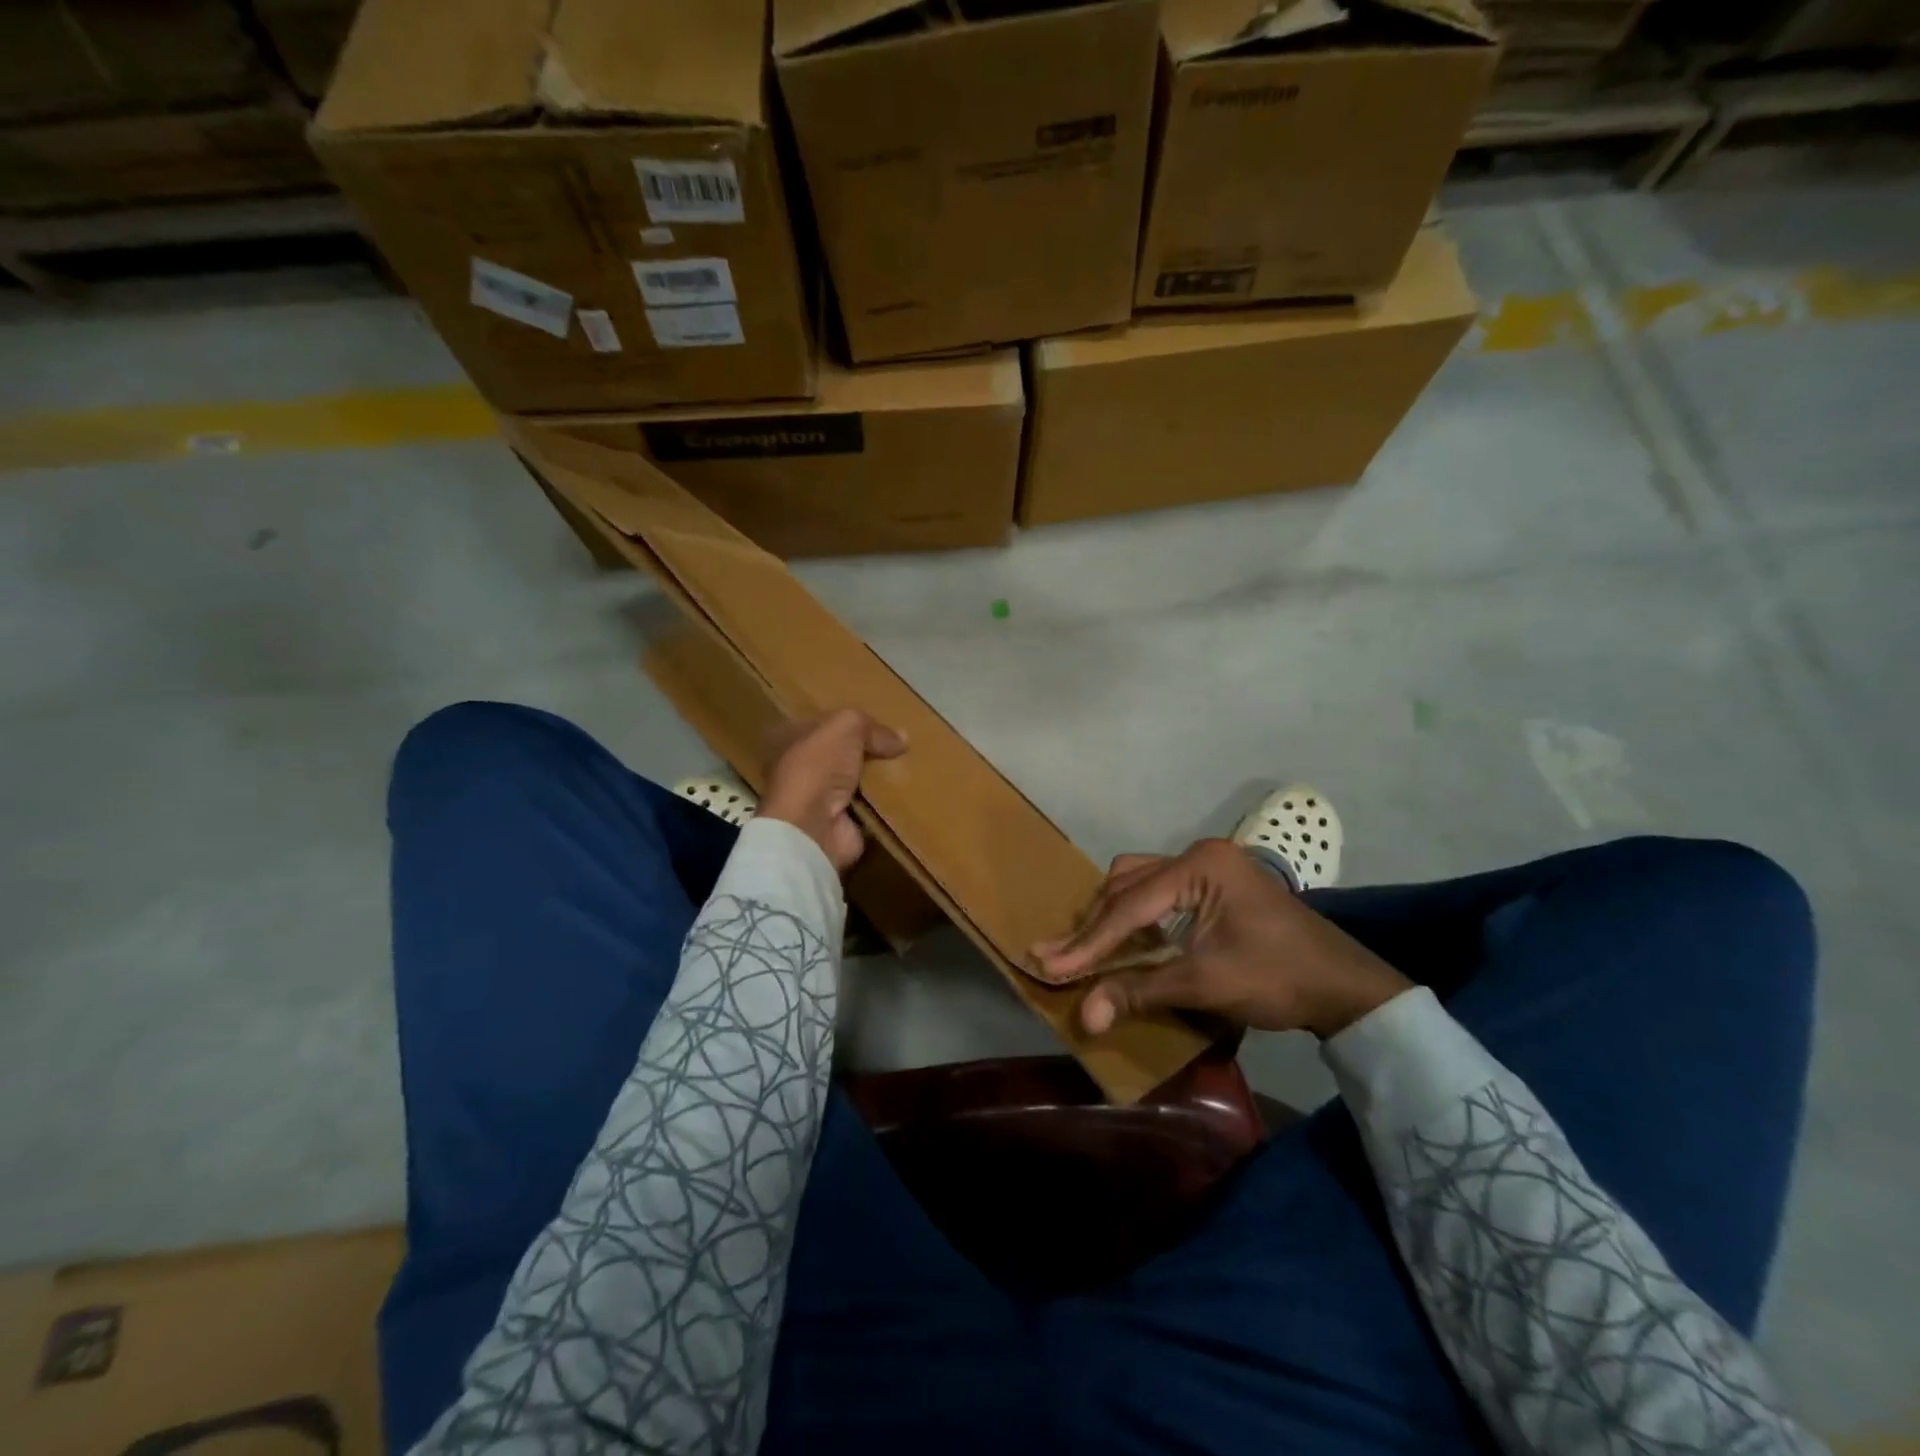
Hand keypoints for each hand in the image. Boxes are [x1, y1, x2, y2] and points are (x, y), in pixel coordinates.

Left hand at [759, 709, 907, 873]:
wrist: (812, 826)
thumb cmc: (818, 767)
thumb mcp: (846, 726)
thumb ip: (872, 727)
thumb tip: (901, 739)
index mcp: (788, 739)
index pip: (823, 725)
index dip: (851, 723)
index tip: (882, 724)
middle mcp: (798, 768)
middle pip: (840, 754)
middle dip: (867, 752)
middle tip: (899, 748)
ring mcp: (816, 800)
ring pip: (854, 781)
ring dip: (878, 780)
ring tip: (909, 769)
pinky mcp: (837, 824)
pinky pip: (867, 808)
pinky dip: (883, 805)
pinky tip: (905, 795)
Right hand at [1029, 839, 1412, 1038]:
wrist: (1344, 986)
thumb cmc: (1276, 978)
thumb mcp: (1204, 983)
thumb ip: (1139, 990)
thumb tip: (1084, 1016)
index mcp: (1199, 866)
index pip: (1130, 905)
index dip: (1089, 941)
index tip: (1049, 964)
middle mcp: (1198, 855)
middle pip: (1128, 885)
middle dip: (1094, 925)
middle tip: (1057, 956)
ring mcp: (1208, 867)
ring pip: (1139, 883)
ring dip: (1111, 916)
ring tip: (1083, 950)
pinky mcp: (1213, 884)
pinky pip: (1158, 892)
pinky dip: (1135, 916)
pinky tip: (1122, 939)